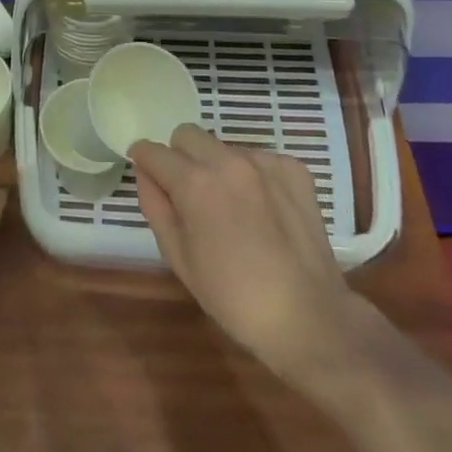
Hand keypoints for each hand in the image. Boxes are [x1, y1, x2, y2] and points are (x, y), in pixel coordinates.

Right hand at [130, 124, 372, 375]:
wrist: (308, 317)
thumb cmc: (232, 297)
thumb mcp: (178, 258)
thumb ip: (155, 207)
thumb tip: (145, 174)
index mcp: (194, 183)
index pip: (153, 151)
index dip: (143, 160)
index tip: (147, 174)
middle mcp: (228, 161)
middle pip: (187, 134)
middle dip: (179, 156)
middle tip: (189, 194)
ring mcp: (265, 162)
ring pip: (224, 147)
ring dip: (217, 166)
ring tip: (231, 207)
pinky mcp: (294, 170)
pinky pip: (259, 158)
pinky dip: (253, 176)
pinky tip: (263, 210)